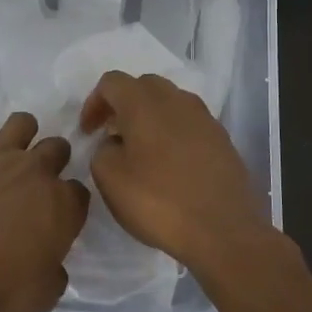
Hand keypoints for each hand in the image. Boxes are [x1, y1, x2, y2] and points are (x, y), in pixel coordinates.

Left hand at [0, 102, 88, 311]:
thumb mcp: (38, 297)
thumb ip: (54, 277)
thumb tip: (55, 269)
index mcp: (61, 205)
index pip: (79, 193)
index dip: (70, 202)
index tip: (58, 213)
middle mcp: (36, 170)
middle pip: (57, 148)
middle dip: (52, 159)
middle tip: (35, 178)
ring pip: (23, 122)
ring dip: (22, 132)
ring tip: (9, 146)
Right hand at [79, 71, 273, 269]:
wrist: (223, 229)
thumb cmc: (159, 201)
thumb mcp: (109, 178)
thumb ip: (102, 151)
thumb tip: (115, 143)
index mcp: (144, 102)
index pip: (112, 82)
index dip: (94, 103)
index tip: (88, 132)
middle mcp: (176, 100)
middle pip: (144, 86)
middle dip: (123, 105)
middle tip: (112, 135)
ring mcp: (204, 118)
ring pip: (170, 103)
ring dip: (150, 118)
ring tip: (141, 151)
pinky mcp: (222, 139)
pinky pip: (190, 124)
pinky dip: (173, 134)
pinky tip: (170, 165)